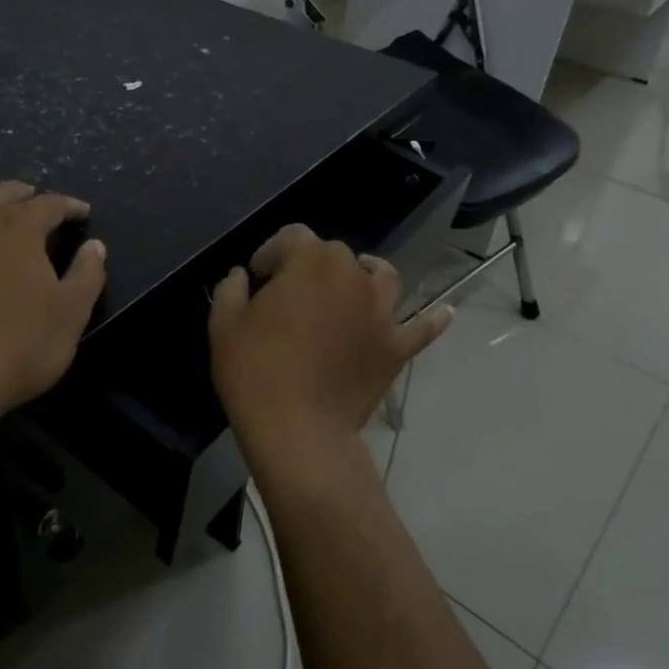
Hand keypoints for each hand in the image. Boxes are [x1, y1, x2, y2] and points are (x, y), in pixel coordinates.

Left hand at [0, 182, 106, 418]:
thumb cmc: (19, 347)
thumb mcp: (71, 314)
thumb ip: (88, 274)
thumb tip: (95, 246)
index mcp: (18, 229)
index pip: (49, 204)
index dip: (69, 206)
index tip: (82, 213)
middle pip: (0, 194)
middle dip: (23, 195)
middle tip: (35, 201)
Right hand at [209, 225, 452, 455]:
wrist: (299, 431)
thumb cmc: (255, 372)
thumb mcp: (224, 325)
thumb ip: (231, 288)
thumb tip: (243, 276)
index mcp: (310, 261)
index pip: (291, 237)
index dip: (271, 252)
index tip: (257, 278)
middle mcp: (352, 275)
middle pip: (334, 254)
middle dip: (309, 266)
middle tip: (289, 296)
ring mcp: (381, 311)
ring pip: (381, 276)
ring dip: (366, 274)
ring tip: (353, 286)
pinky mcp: (396, 346)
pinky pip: (422, 328)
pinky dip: (432, 319)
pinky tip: (444, 313)